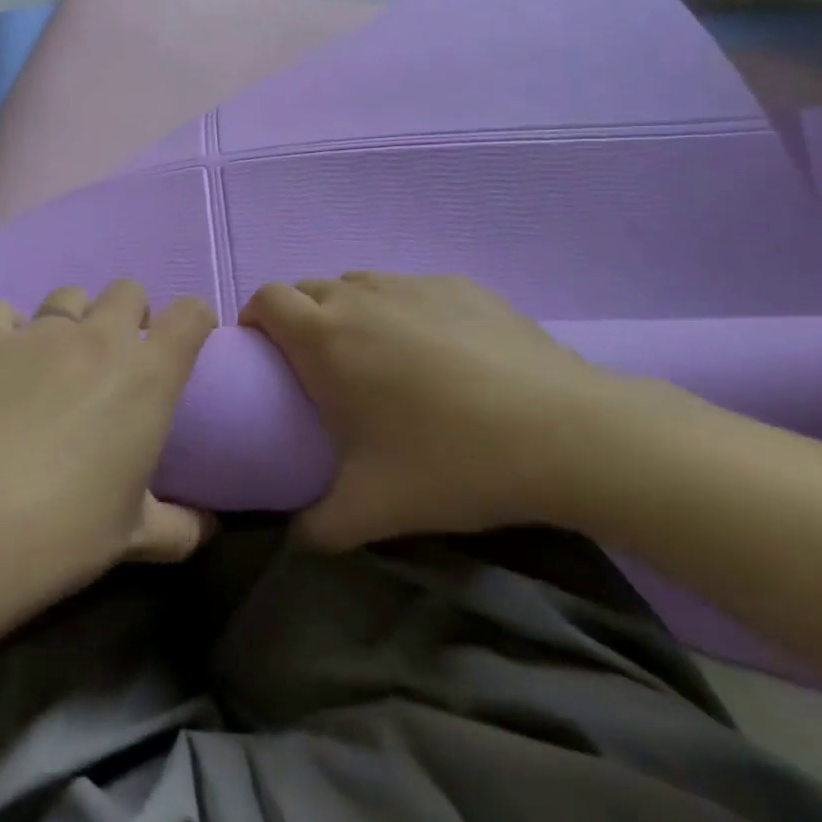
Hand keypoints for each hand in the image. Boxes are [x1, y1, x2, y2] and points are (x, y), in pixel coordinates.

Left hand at [0, 281, 218, 599]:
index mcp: (148, 375)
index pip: (190, 315)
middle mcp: (99, 338)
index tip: (185, 347)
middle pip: (128, 290)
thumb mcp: (134, 537)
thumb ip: (180, 527)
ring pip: (69, 295)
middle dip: (131, 314)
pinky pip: (3, 311)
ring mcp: (39, 333)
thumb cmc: (65, 532)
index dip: (195, 322)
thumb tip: (209, 526)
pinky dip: (9, 327)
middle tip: (118, 360)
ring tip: (59, 360)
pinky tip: (4, 360)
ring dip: (74, 319)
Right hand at [242, 271, 679, 547]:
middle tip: (322, 370)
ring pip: (359, 285)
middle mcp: (360, 295)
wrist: (565, 433)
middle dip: (301, 318)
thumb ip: (316, 528)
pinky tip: (441, 355)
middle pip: (308, 289)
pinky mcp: (460, 284)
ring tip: (380, 360)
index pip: (266, 300)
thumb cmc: (451, 463)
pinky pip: (410, 290)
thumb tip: (295, 537)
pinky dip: (404, 311)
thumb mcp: (371, 512)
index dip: (256, 321)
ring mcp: (413, 284)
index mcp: (325, 336)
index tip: (266, 358)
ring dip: (351, 312)